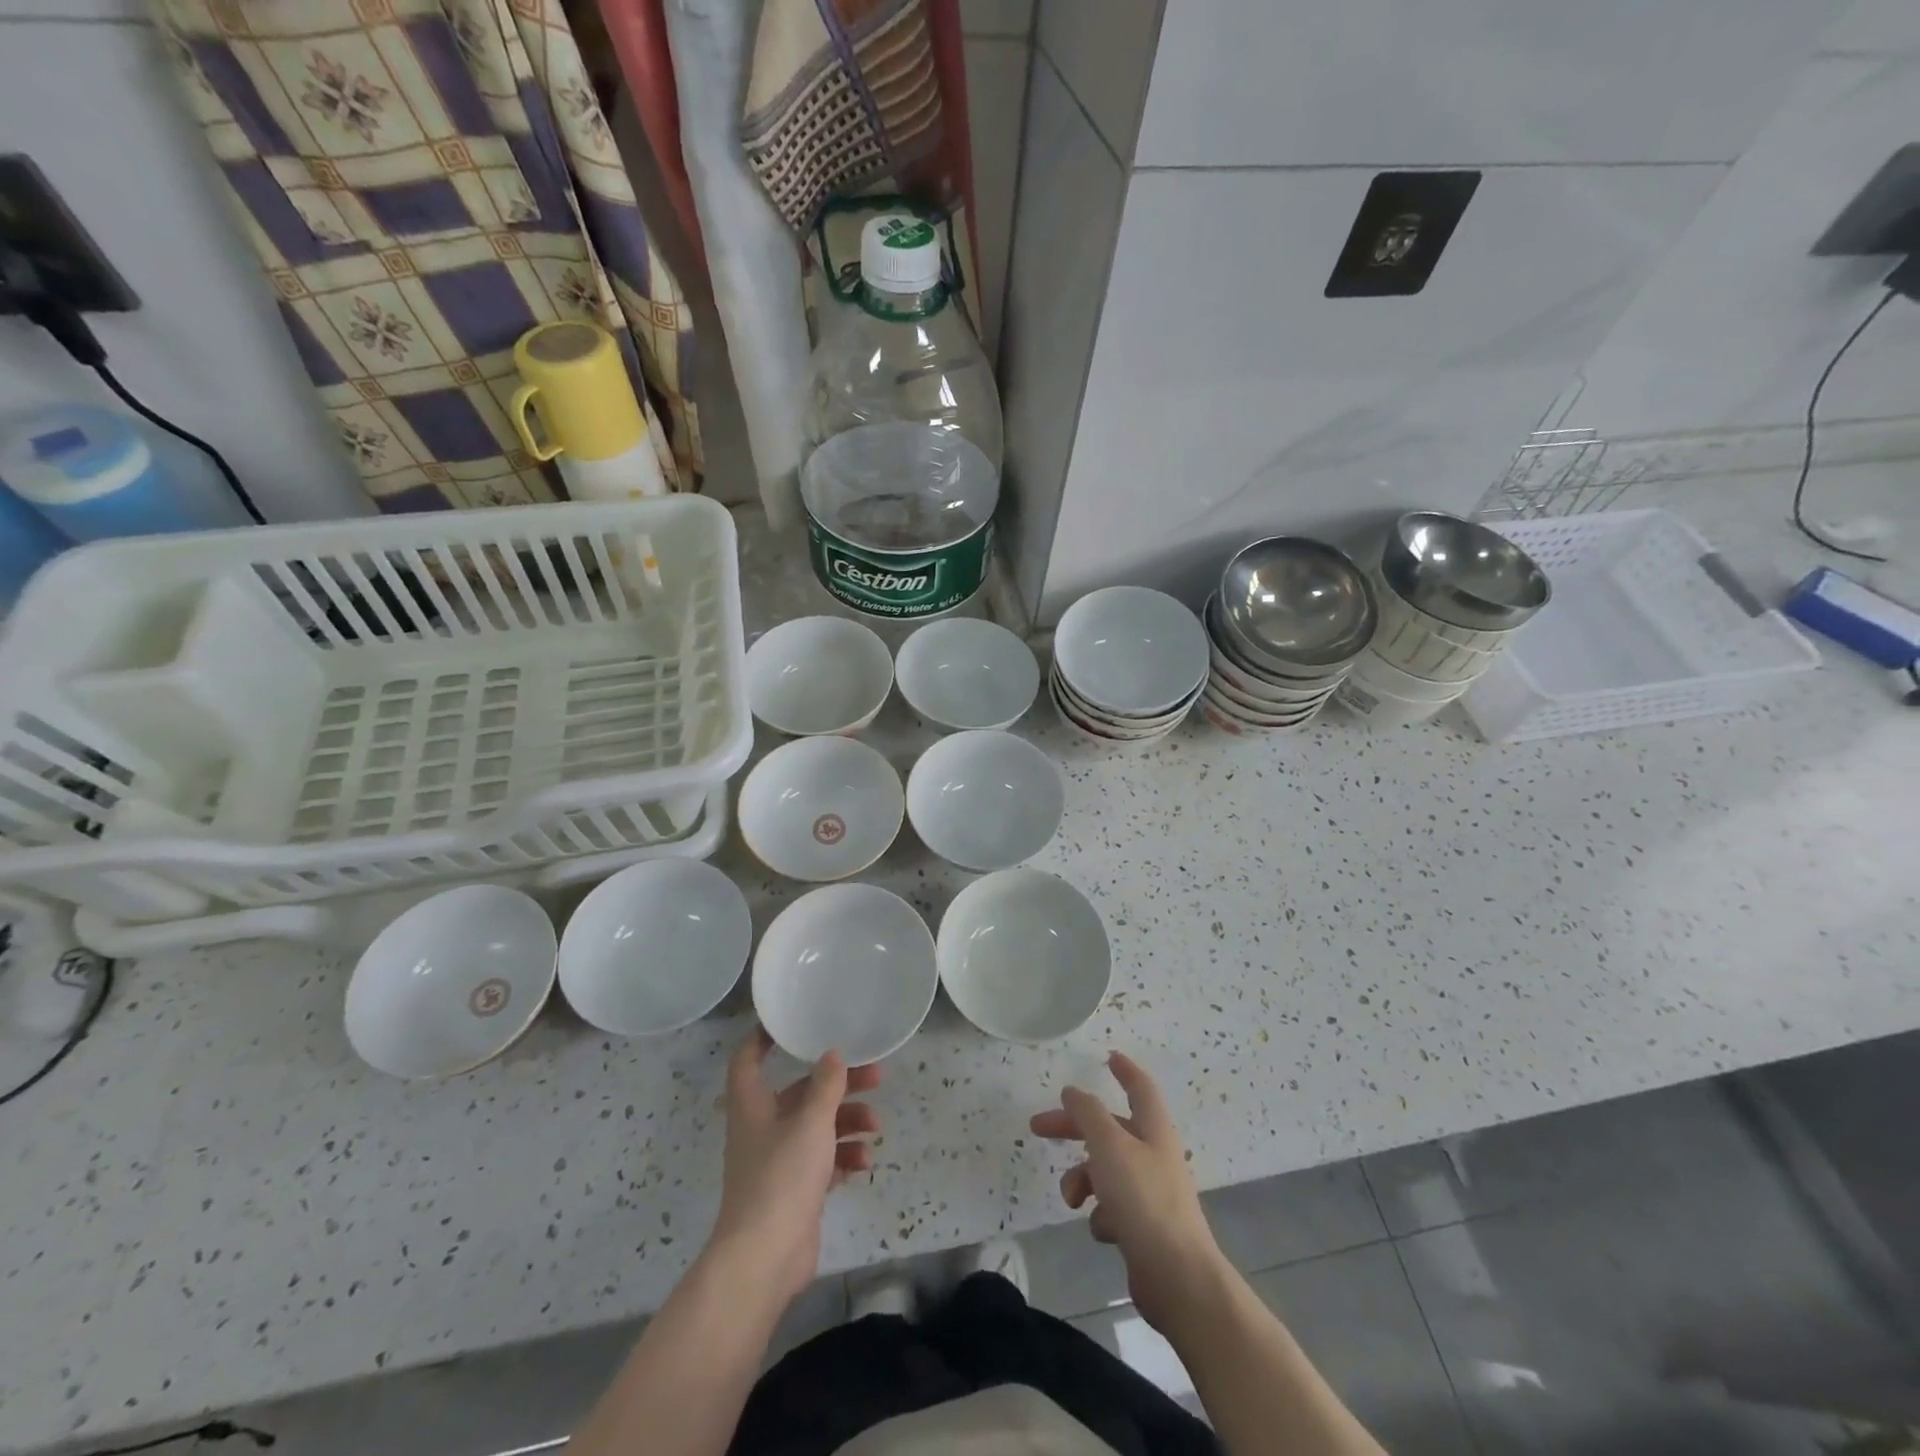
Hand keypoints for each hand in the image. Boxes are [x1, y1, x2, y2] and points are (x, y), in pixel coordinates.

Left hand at [709, 1028, 880, 1304]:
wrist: (764, 1259)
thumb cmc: (781, 1177)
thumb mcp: (810, 1122)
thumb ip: (825, 1086)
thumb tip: (832, 1054)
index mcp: (754, 1105)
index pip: (748, 1060)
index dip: (764, 1038)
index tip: (792, 1023)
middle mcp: (763, 1128)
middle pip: (801, 1093)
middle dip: (838, 1084)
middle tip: (876, 1077)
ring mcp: (779, 1161)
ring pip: (818, 1127)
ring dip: (848, 1122)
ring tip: (876, 1127)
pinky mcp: (796, 1190)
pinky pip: (824, 1161)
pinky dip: (844, 1157)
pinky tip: (865, 1162)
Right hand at [1031, 1052, 1223, 1328]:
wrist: (1178, 1278)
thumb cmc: (1144, 1200)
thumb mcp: (1109, 1146)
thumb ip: (1088, 1114)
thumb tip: (1073, 1091)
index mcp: (1153, 1129)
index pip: (1140, 1087)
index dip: (1124, 1070)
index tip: (1108, 1057)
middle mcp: (1154, 1155)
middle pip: (1109, 1129)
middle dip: (1074, 1127)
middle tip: (1038, 1128)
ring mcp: (1151, 1193)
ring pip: (1106, 1170)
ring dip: (1083, 1179)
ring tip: (1072, 1200)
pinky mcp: (1145, 1228)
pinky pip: (1113, 1208)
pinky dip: (1101, 1214)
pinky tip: (1104, 1230)